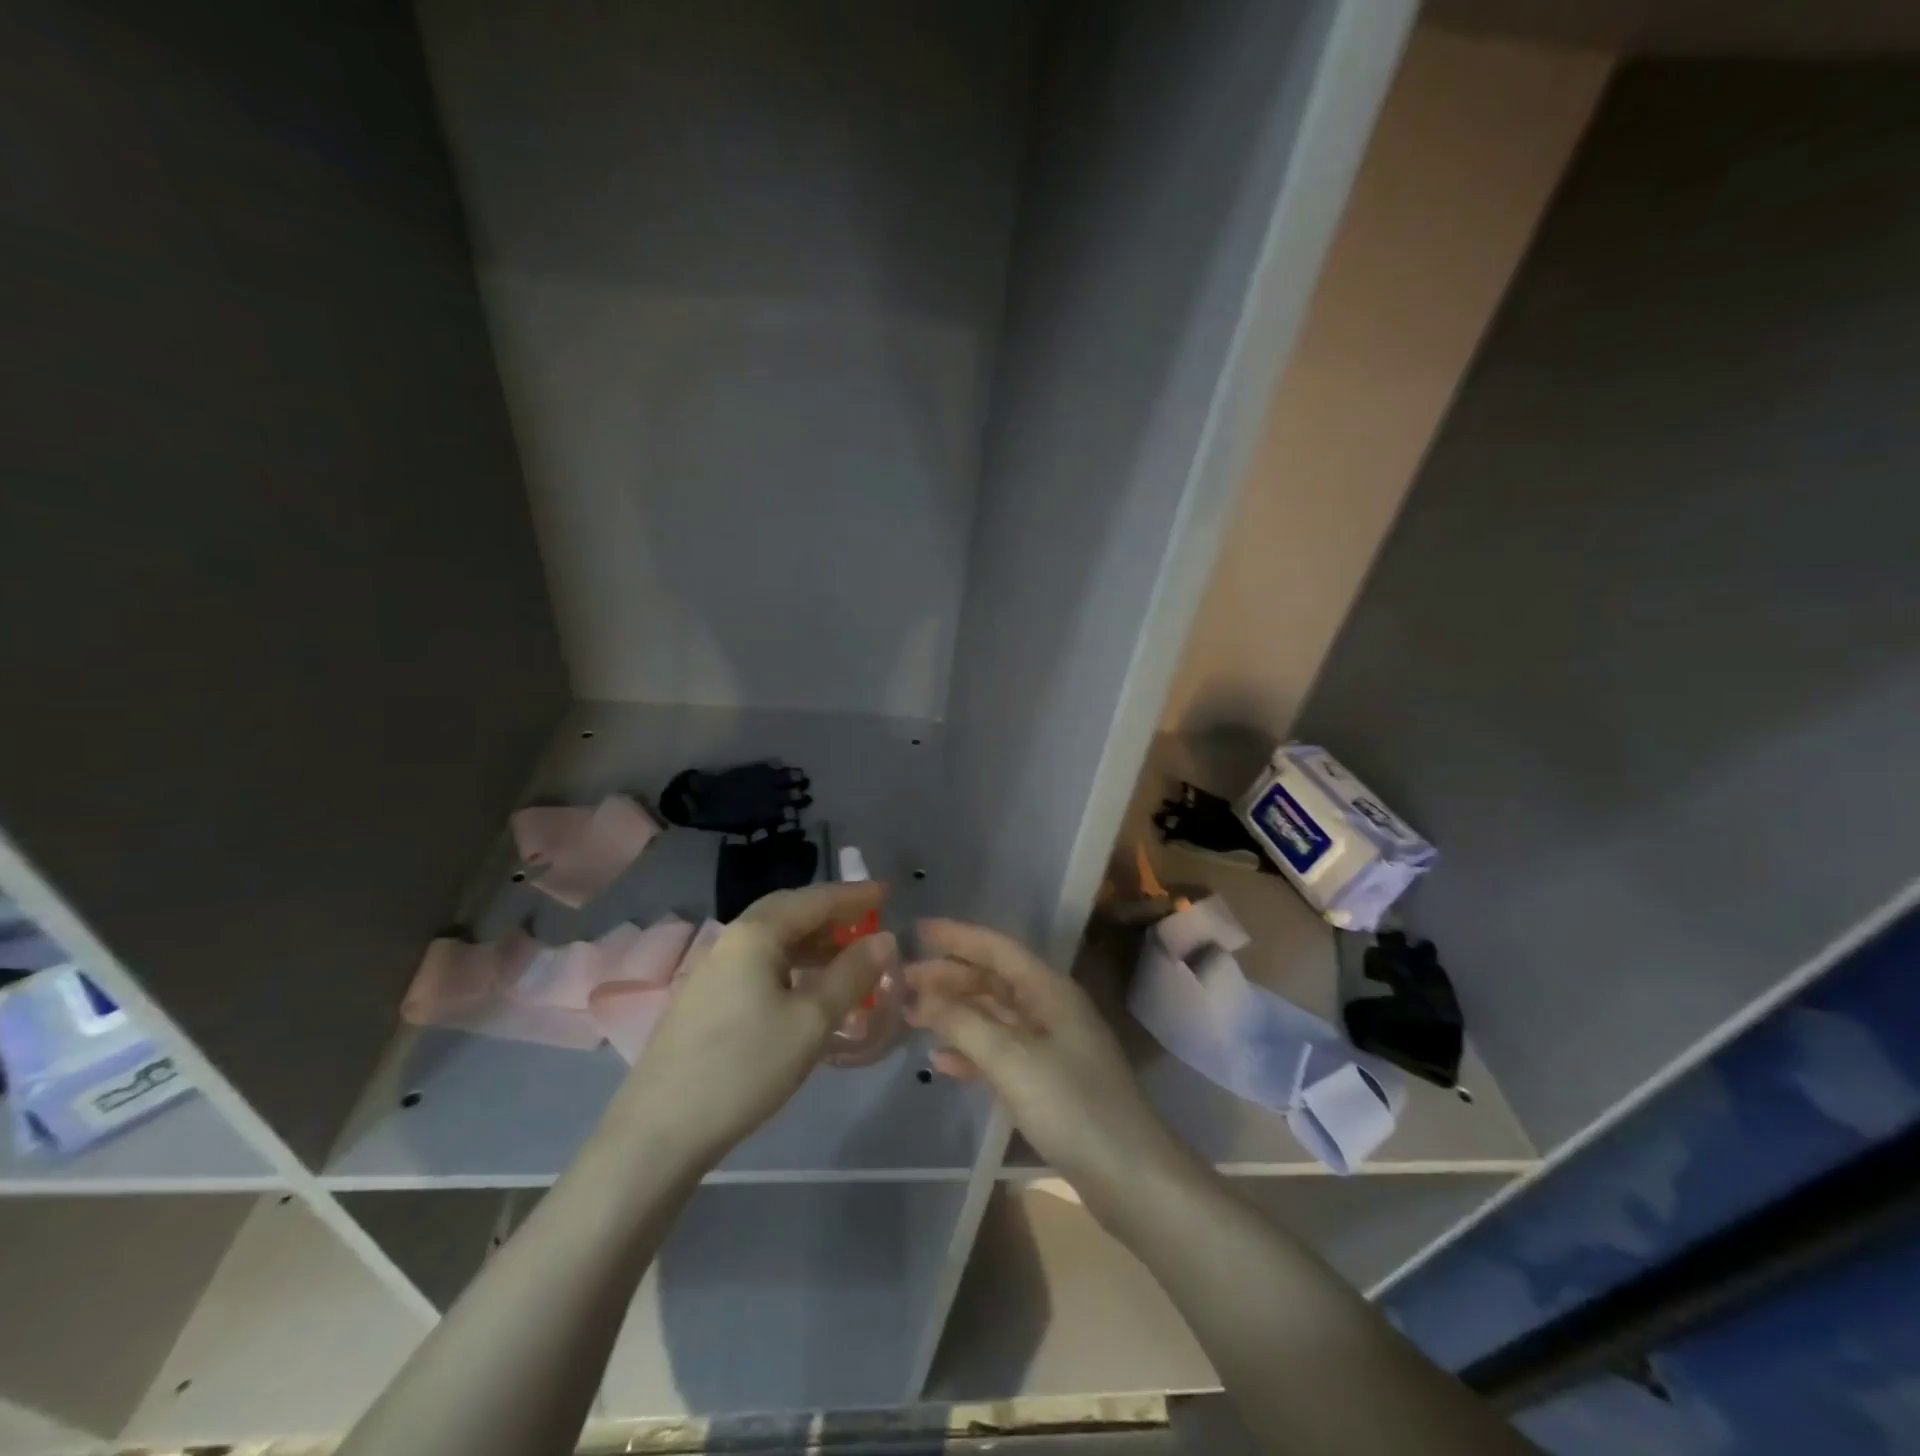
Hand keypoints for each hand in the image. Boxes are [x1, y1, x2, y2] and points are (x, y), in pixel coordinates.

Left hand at [614, 882, 897, 1168]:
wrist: (659, 1131)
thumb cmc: (744, 1067)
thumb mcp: (811, 1021)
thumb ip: (851, 975)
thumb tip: (884, 938)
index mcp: (755, 933)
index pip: (814, 899)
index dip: (854, 895)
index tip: (888, 892)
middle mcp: (730, 939)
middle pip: (789, 912)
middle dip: (832, 913)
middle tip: (869, 920)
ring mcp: (712, 969)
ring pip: (772, 940)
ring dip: (812, 941)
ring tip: (847, 956)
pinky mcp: (704, 999)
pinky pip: (758, 964)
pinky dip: (791, 964)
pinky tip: (806, 989)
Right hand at [905, 919, 1188, 1213]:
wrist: (1129, 1176)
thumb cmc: (1071, 1105)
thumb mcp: (1011, 1058)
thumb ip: (962, 1022)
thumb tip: (918, 996)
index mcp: (1049, 989)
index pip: (997, 948)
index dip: (957, 936)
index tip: (917, 930)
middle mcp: (1050, 1008)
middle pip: (992, 980)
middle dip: (948, 976)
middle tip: (901, 980)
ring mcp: (1050, 1045)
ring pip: (993, 1015)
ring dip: (954, 1012)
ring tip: (911, 1015)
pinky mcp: (1047, 1080)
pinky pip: (1000, 1051)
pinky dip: (970, 1050)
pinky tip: (941, 1060)